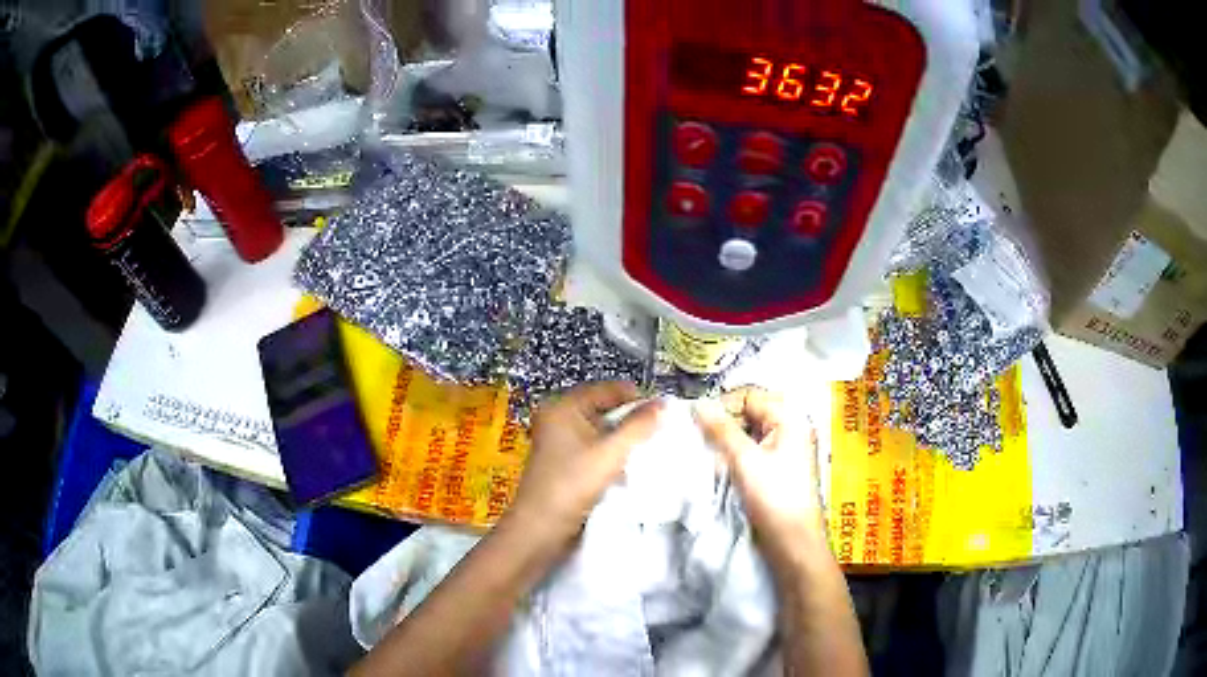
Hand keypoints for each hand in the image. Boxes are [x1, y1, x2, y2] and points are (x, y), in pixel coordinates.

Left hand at [505, 381, 662, 552]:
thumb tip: (665, 403)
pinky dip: (613, 452)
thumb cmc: (572, 485)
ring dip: (625, 438)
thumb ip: (639, 426)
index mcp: (563, 407)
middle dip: (632, 420)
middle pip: (605, 408)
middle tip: (662, 431)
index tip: (665, 413)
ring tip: (651, 447)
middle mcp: (559, 417)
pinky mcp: (565, 462)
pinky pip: (595, 447)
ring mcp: (560, 441)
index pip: (607, 389)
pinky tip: (632, 463)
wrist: (541, 529)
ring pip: (602, 430)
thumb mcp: (610, 453)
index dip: (636, 398)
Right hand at [693, 386, 822, 567]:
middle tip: (701, 443)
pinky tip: (721, 470)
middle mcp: (788, 428)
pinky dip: (733, 456)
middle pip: (748, 413)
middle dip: (723, 425)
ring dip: (726, 443)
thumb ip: (720, 429)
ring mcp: (782, 449)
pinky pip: (750, 451)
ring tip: (710, 458)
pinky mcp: (774, 469)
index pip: (748, 396)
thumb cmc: (774, 496)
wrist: (792, 541)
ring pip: (746, 433)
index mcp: (789, 418)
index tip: (698, 425)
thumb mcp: (745, 460)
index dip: (723, 406)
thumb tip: (697, 403)